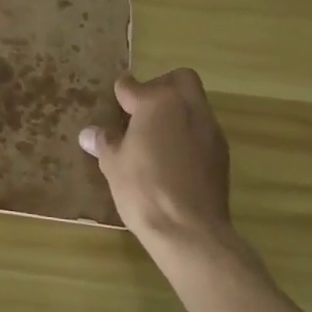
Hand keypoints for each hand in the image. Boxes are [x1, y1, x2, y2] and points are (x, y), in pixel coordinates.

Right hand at [80, 69, 243, 260]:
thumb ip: (104, 142)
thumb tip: (89, 134)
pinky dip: (188, 135)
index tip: (115, 101)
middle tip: (142, 110)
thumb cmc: (143, 189)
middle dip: (161, 86)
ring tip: (156, 137)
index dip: (122, 92)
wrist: (190, 231)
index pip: (133, 85)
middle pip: (180, 79)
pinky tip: (173, 158)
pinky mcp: (222, 154)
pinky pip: (203, 131)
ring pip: (195, 104)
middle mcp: (188, 108)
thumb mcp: (113, 164)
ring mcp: (210, 130)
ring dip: (177, 112)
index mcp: (158, 102)